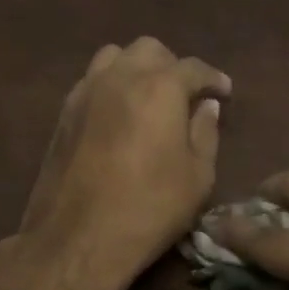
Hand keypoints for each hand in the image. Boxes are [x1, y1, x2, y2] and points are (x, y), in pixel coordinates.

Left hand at [17, 37, 230, 289]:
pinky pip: (92, 79)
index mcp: (160, 88)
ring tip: (148, 97)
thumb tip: (206, 106)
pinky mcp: (64, 112)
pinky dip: (111, 84)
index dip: (213, 78)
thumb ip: (205, 132)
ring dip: (137, 68)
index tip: (224, 92)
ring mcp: (86, 91)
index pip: (193, 67)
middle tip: (185, 96)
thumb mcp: (197, 177)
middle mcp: (121, 76)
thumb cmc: (149, 209)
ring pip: (114, 56)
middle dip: (172, 66)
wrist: (76, 240)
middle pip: (150, 50)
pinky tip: (119, 114)